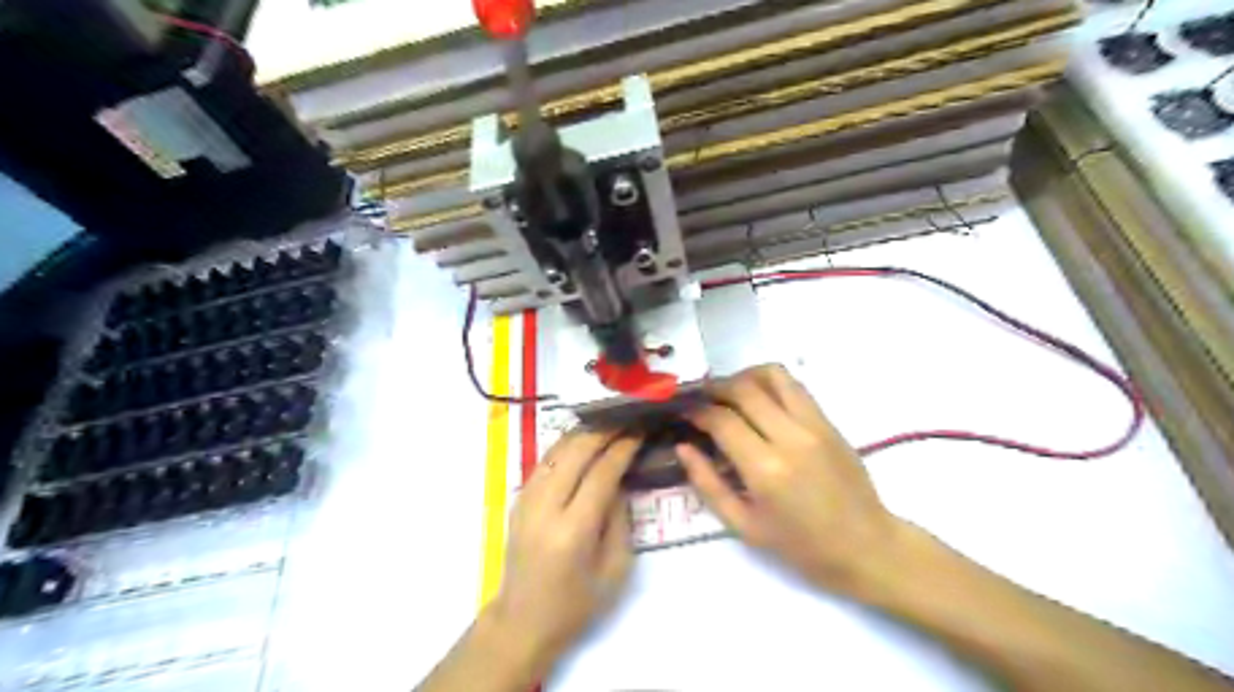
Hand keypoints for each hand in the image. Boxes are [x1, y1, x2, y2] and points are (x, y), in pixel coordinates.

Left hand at [485, 429, 636, 673]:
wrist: (522, 620)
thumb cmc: (576, 604)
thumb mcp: (615, 570)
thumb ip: (620, 519)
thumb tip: (621, 479)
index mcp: (573, 531)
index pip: (601, 474)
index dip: (622, 448)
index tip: (639, 431)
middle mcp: (546, 508)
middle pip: (576, 452)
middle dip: (604, 430)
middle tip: (626, 419)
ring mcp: (526, 500)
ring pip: (557, 450)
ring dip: (583, 432)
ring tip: (608, 423)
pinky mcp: (518, 499)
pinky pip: (545, 461)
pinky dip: (566, 445)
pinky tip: (582, 440)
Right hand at [674, 366, 902, 591]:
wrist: (867, 547)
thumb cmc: (801, 547)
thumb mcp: (744, 526)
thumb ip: (708, 484)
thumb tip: (683, 447)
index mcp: (765, 469)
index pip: (722, 420)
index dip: (697, 412)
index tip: (685, 414)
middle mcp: (790, 437)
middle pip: (744, 389)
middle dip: (715, 388)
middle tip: (701, 399)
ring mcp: (814, 424)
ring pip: (772, 375)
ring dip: (743, 377)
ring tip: (729, 394)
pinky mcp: (829, 421)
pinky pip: (794, 386)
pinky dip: (769, 383)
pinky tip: (759, 400)